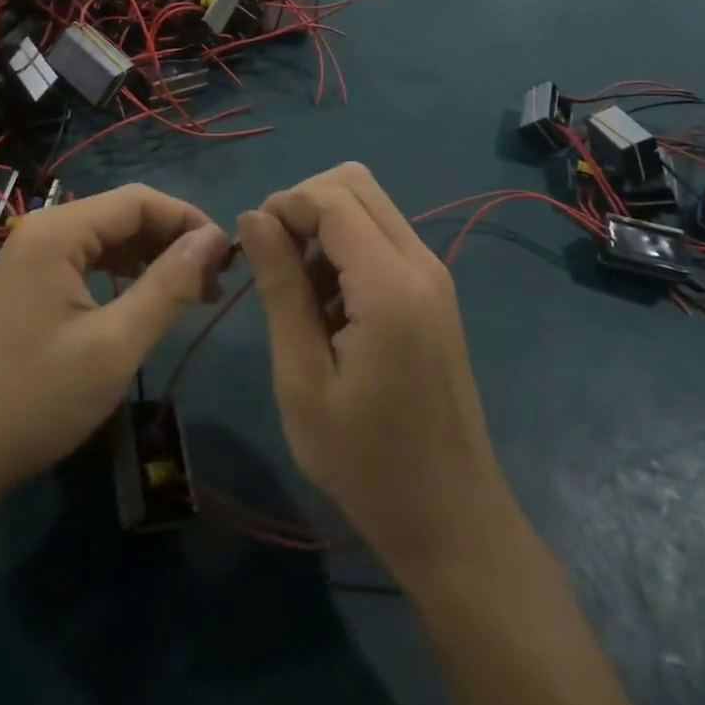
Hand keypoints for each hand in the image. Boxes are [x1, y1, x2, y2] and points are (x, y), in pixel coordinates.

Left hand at [0, 185, 229, 500]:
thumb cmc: (36, 399)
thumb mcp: (115, 345)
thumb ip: (168, 285)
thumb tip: (215, 239)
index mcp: (58, 231)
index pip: (140, 200)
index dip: (189, 221)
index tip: (228, 259)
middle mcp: (43, 229)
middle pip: (123, 215)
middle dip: (173, 241)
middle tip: (213, 284)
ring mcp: (31, 257)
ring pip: (107, 239)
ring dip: (151, 258)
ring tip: (191, 294)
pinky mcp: (28, 285)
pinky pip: (87, 262)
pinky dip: (123, 276)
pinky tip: (144, 303)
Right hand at [238, 164, 518, 581]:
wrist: (453, 521)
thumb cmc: (367, 462)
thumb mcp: (303, 380)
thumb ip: (280, 288)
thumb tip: (252, 217)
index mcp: (390, 284)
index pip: (331, 197)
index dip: (283, 206)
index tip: (253, 250)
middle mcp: (420, 262)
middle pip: (353, 183)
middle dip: (304, 205)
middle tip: (275, 264)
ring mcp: (432, 274)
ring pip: (368, 204)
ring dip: (324, 227)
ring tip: (301, 296)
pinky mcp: (432, 291)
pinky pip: (381, 236)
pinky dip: (345, 247)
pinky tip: (331, 309)